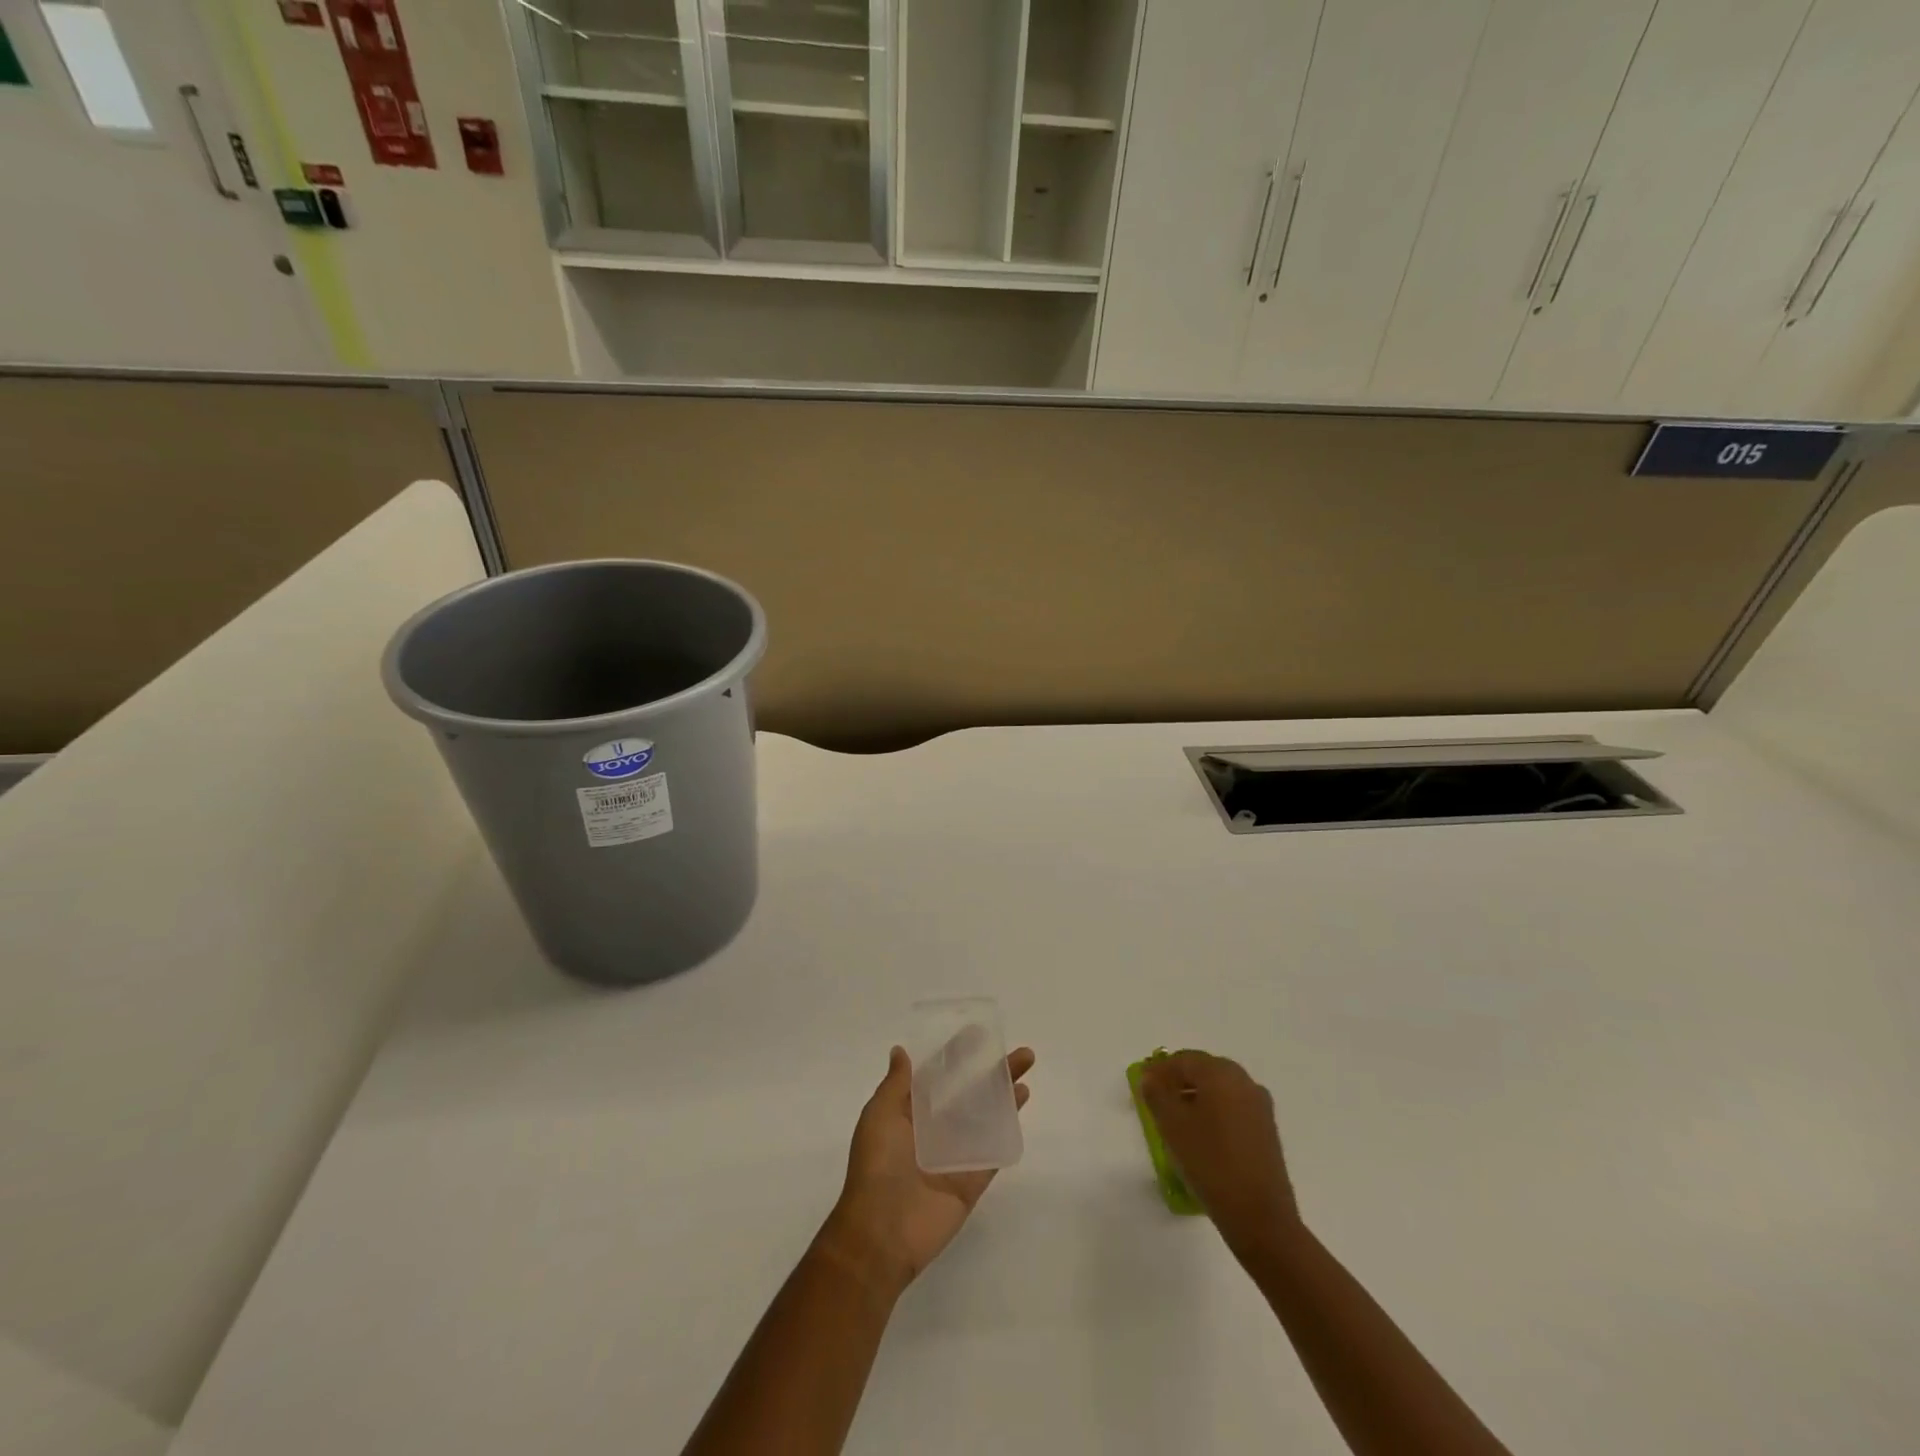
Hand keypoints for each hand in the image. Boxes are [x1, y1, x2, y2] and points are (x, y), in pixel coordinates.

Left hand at [816, 1045, 1035, 1297]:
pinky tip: (1020, 1108)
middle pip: (969, 1093)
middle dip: (991, 1071)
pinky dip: (1006, 1132)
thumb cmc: (877, 1166)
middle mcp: (934, 1131)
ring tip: (1025, 1074)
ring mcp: (955, 1156)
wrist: (882, 1232)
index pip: (937, 1076)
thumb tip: (900, 1051)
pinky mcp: (971, 1181)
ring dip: (1004, 1096)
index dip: (956, 1054)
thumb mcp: (879, 1115)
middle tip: (1019, 1053)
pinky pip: (992, 1153)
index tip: (978, 1033)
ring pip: (985, 1119)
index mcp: (909, 1113)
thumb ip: (896, 1085)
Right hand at [1140, 1051, 1297, 1258]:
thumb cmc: (1210, 1162)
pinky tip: (1201, 1134)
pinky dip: (1214, 1111)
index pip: (1183, 1060)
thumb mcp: (1172, 1125)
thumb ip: (1156, 1094)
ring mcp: (1259, 1106)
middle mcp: (1244, 1081)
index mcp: (1221, 1073)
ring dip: (1196, 1096)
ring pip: (1219, 1090)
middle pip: (1204, 1070)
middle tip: (1156, 1097)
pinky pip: (1233, 1108)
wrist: (1260, 1216)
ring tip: (1176, 1117)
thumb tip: (1151, 1078)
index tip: (1141, 1083)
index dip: (1159, 1069)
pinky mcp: (1267, 1130)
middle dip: (1178, 1080)